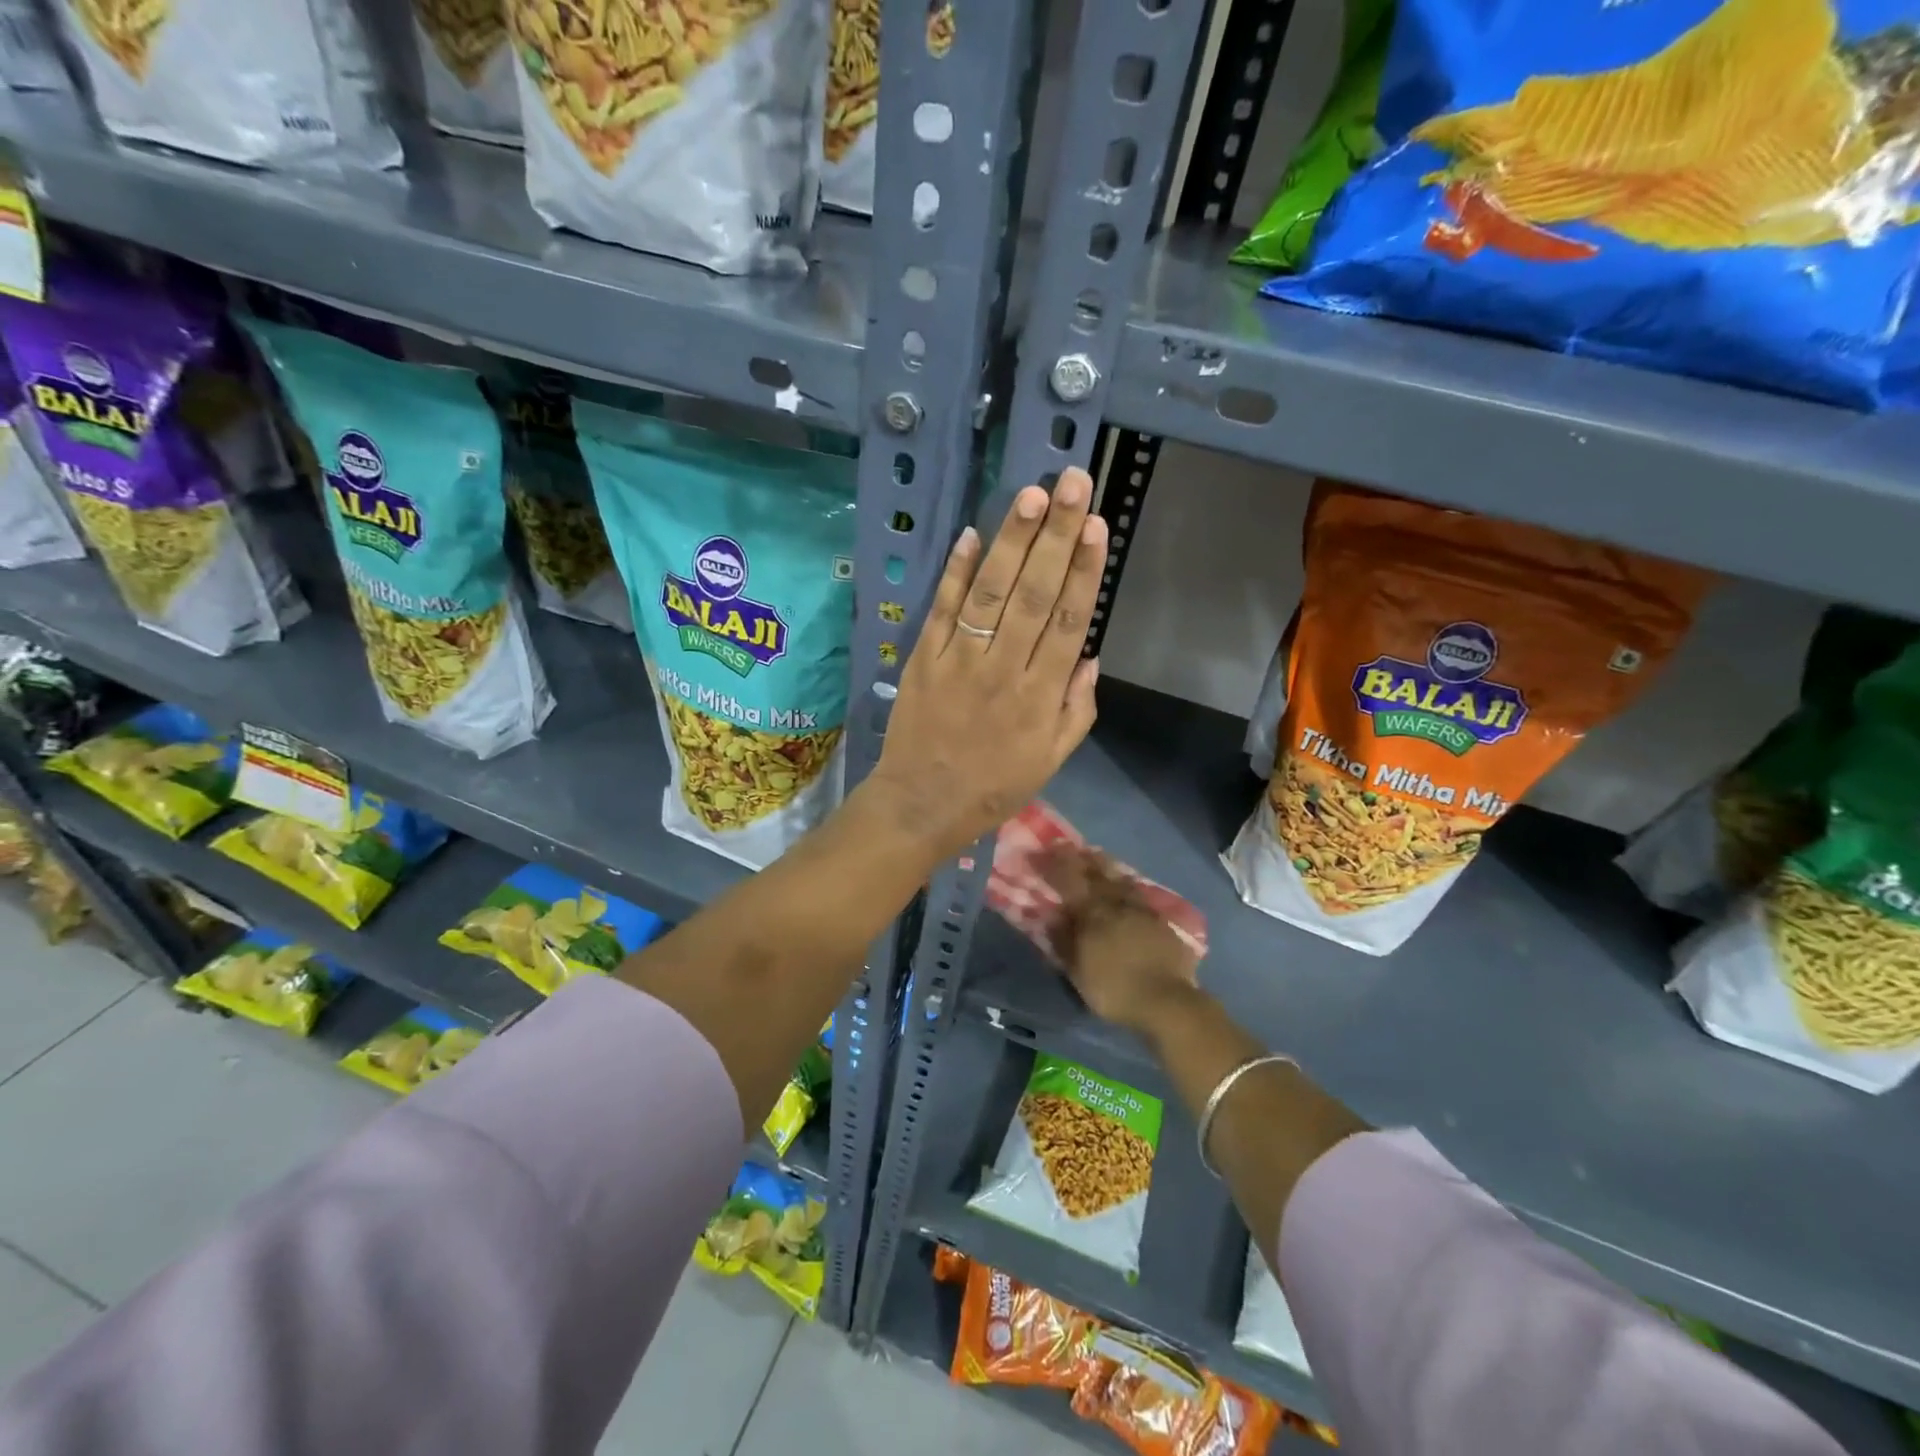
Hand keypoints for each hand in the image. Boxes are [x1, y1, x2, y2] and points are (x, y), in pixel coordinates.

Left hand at [867, 470, 1106, 859]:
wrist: (923, 804)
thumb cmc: (994, 785)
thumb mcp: (1052, 759)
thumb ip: (1076, 708)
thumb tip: (1089, 655)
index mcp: (1040, 696)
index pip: (1068, 621)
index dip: (1085, 571)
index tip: (1098, 526)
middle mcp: (1004, 669)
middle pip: (1034, 594)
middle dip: (1057, 536)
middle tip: (1073, 484)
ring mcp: (959, 660)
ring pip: (990, 593)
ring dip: (1011, 541)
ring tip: (1031, 495)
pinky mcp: (923, 659)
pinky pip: (942, 610)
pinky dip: (955, 573)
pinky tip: (971, 535)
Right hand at [1041, 844, 1200, 1036]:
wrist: (1167, 1001)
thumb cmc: (1115, 989)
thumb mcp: (1078, 971)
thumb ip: (1064, 941)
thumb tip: (1052, 916)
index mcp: (1092, 913)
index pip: (1068, 880)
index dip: (1053, 864)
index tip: (1042, 851)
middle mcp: (1116, 903)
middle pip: (1097, 872)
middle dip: (1080, 858)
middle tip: (1069, 846)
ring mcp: (1142, 910)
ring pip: (1121, 879)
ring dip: (1106, 865)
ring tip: (1098, 856)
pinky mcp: (1161, 921)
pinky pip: (1139, 893)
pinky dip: (1128, 884)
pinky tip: (1128, 885)